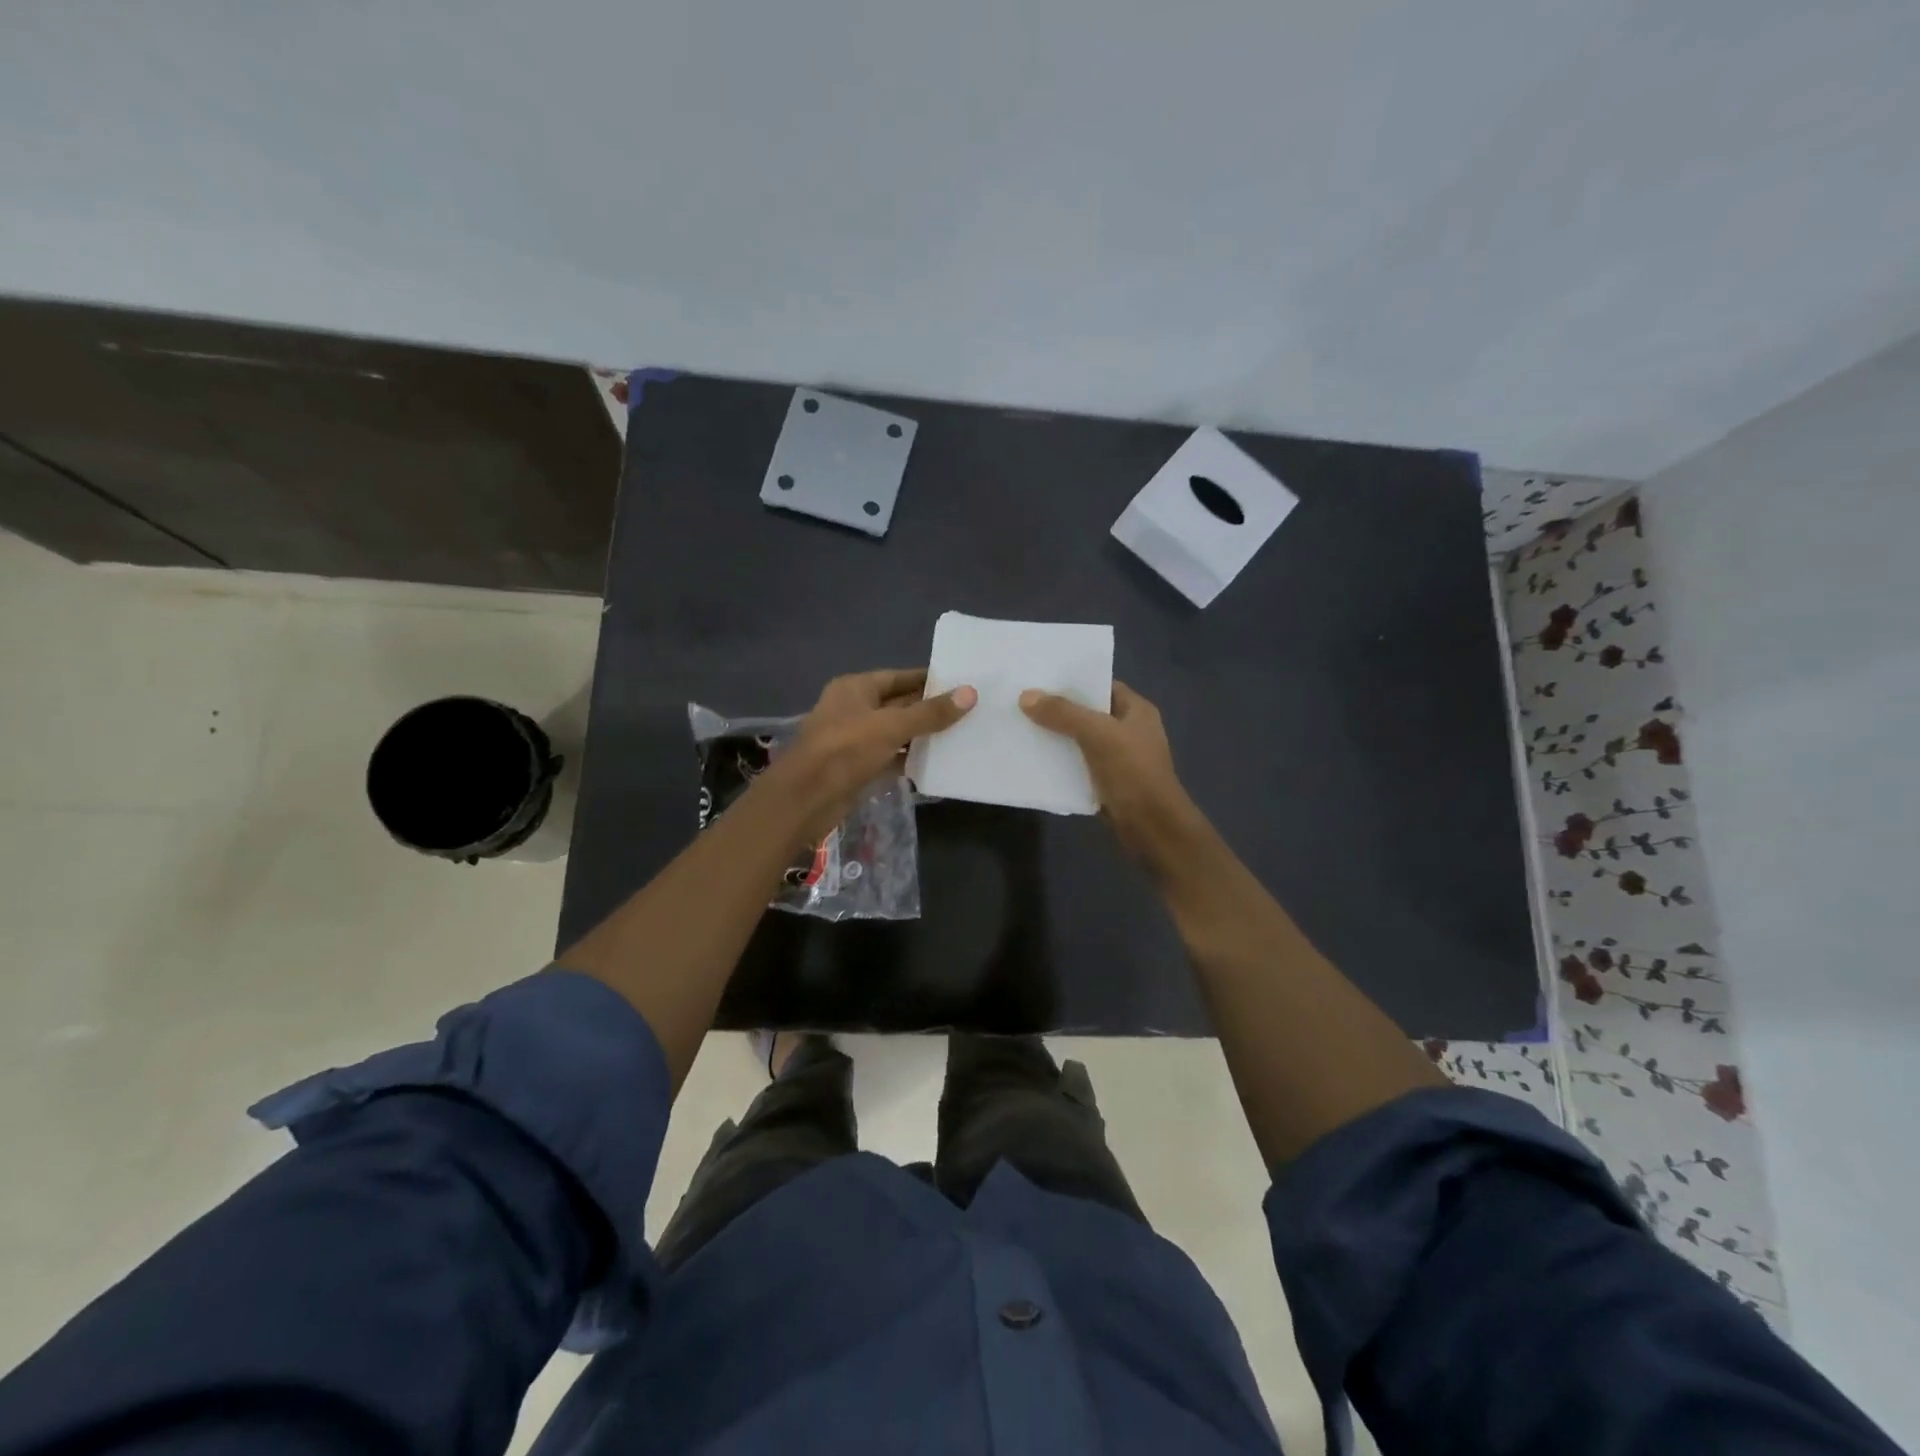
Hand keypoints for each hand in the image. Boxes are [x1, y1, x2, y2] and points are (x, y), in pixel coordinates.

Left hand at [765, 668, 975, 842]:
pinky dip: (911, 759)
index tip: (961, 682)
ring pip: (896, 733)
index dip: (928, 679)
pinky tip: (939, 762)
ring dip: (923, 735)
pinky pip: (891, 757)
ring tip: (962, 734)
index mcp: (855, 688)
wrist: (805, 799)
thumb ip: (930, 713)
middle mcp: (854, 709)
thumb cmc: (845, 750)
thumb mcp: (891, 726)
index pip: (899, 677)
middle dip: (930, 709)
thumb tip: (970, 693)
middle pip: (899, 704)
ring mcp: (855, 740)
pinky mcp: (859, 767)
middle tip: (970, 710)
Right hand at [1019, 681, 1201, 867]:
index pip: (1102, 685)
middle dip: (1059, 709)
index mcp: (1137, 710)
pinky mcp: (1108, 784)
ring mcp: (1120, 759)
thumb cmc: (1132, 773)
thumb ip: (1063, 713)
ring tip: (1022, 727)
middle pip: (1089, 713)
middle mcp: (1130, 730)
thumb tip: (1026, 696)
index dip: (1073, 681)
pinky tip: (1035, 760)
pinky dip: (1060, 763)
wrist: (1152, 829)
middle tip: (1023, 702)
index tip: (1040, 678)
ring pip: (1081, 741)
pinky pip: (1079, 766)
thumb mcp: (1097, 734)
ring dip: (1057, 737)